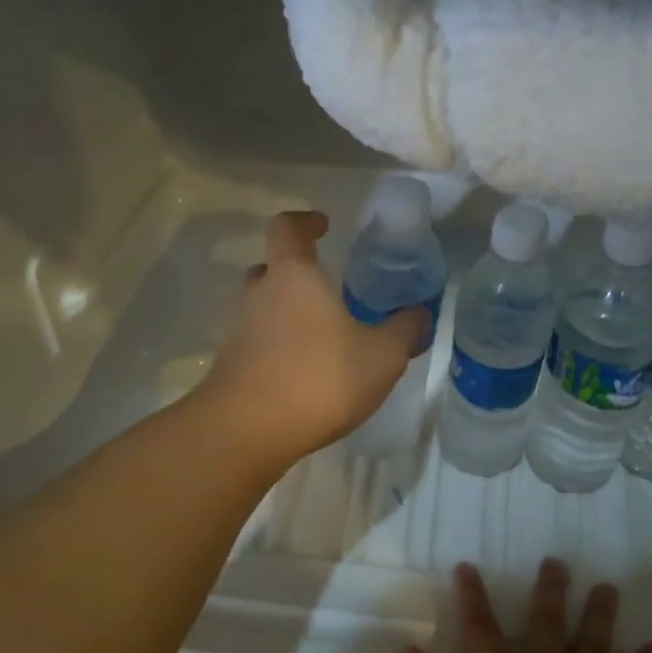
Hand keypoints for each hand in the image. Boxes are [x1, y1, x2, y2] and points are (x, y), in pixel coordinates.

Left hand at [200, 211, 428, 463]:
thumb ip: (404, 331)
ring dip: (287, 315)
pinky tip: (305, 374)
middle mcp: (258, 295)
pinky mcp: (231, 366)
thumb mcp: (382, 356)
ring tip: (322, 337)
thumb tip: (420, 314)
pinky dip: (278, 348)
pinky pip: (258, 344)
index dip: (304, 221)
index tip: (323, 225)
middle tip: (326, 290)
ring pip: (263, 309)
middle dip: (297, 274)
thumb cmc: (319, 378)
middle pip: (271, 269)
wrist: (248, 431)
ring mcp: (238, 331)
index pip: (288, 228)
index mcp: (293, 275)